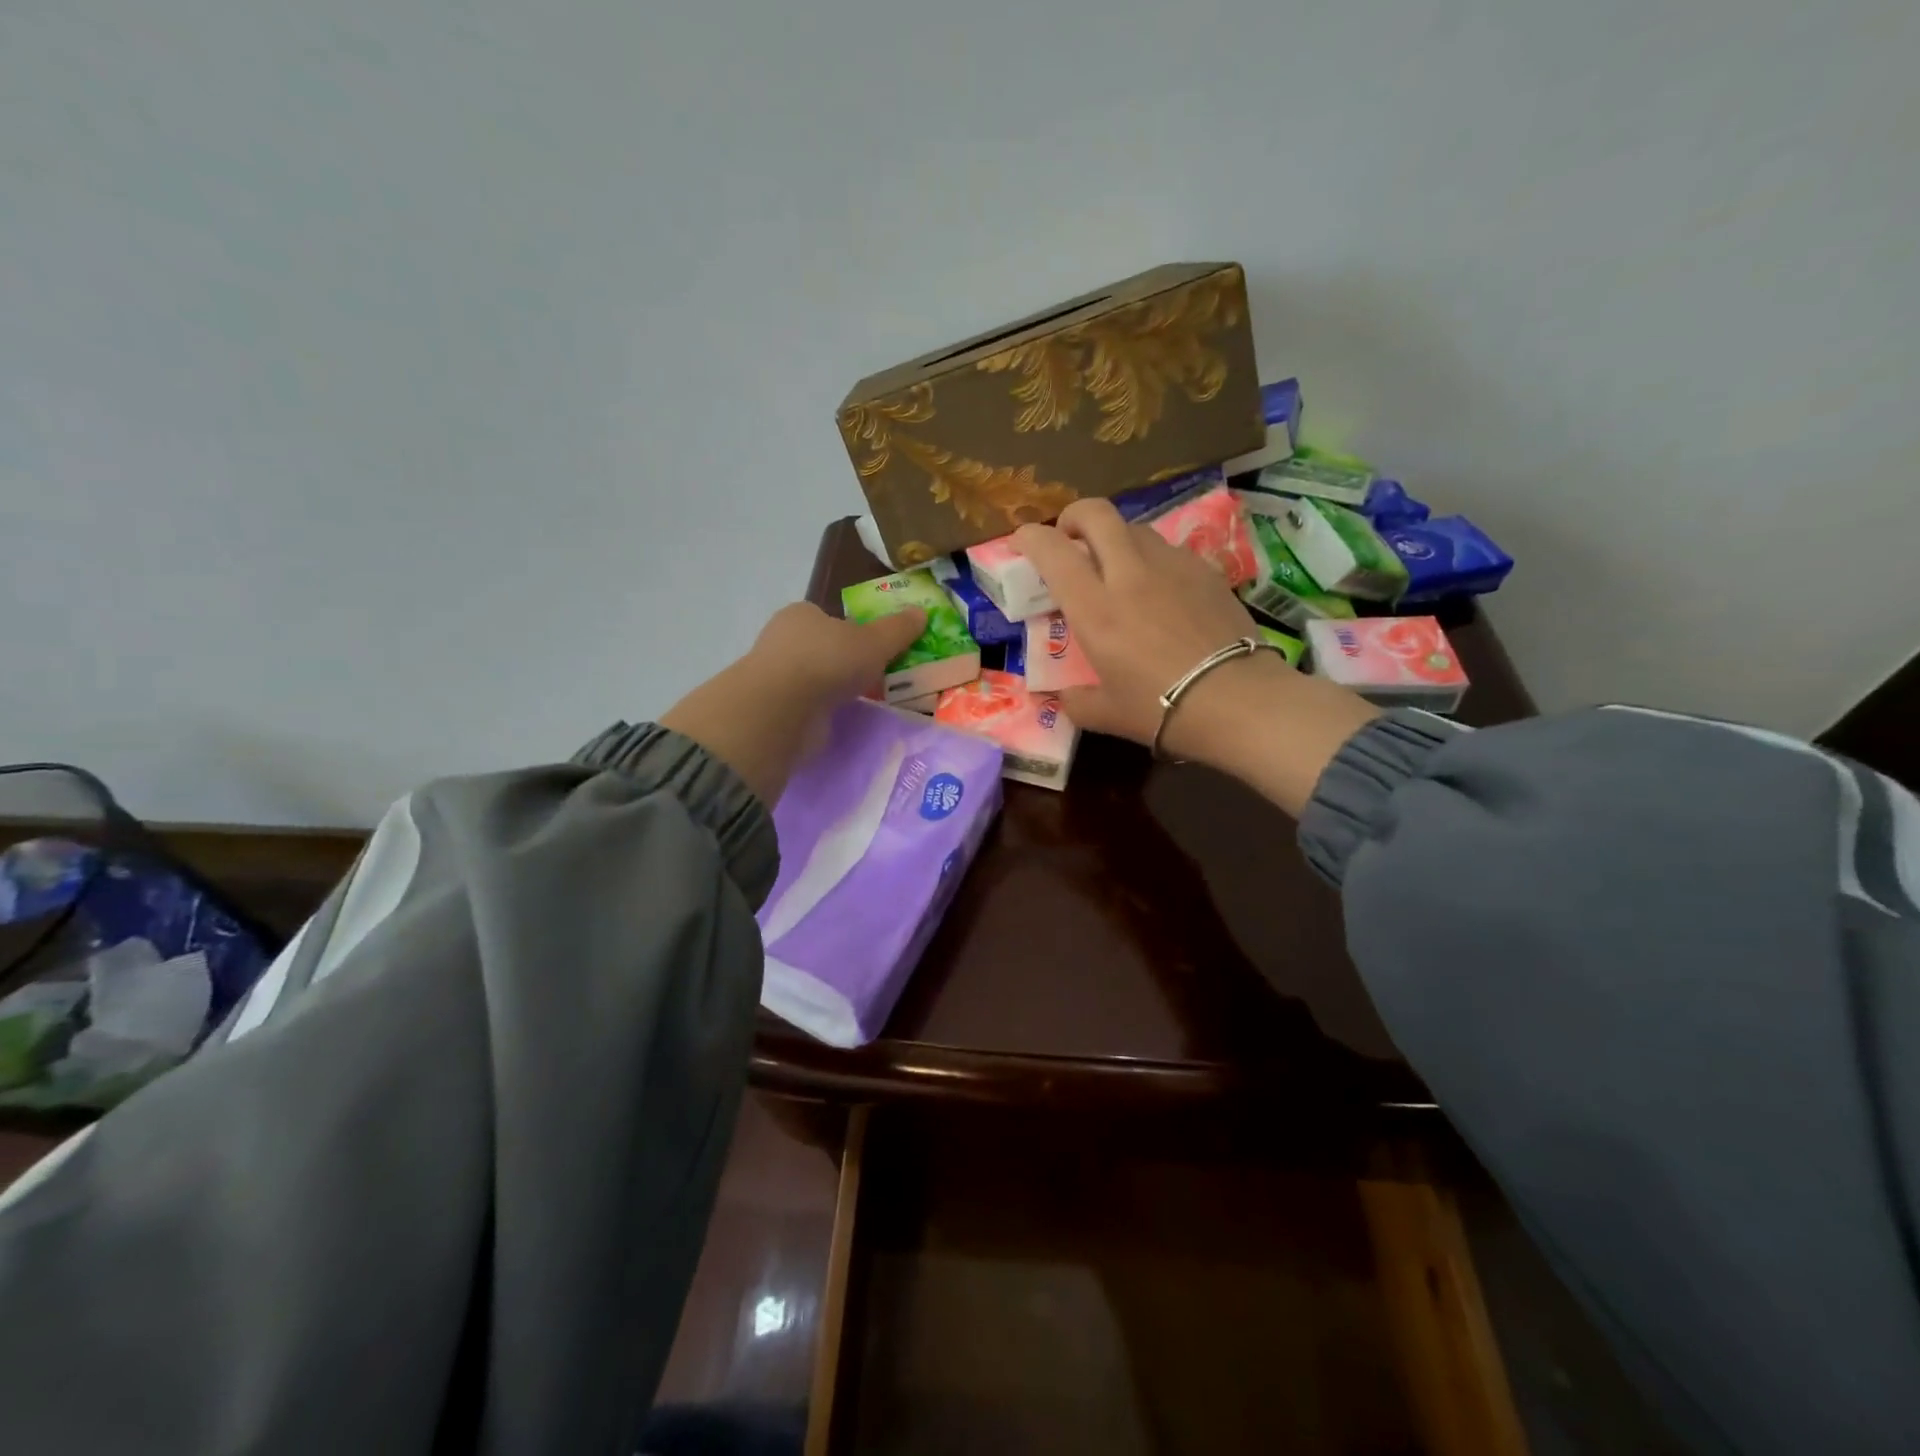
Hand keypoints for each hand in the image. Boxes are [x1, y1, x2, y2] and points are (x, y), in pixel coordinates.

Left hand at [661, 602, 925, 806]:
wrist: (783, 710)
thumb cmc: (828, 661)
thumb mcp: (874, 642)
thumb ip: (897, 630)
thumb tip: (921, 613)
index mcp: (801, 614)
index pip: (828, 618)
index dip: (852, 631)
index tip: (874, 649)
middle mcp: (783, 641)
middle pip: (821, 649)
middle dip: (844, 663)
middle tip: (875, 677)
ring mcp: (776, 678)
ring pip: (813, 680)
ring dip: (833, 691)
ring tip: (865, 702)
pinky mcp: (775, 712)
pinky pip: (806, 709)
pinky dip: (822, 714)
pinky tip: (841, 721)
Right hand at [1014, 499, 1378, 815]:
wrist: (1237, 701)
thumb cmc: (1161, 709)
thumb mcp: (1104, 714)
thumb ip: (1074, 700)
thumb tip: (1062, 695)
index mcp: (1095, 607)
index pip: (1053, 550)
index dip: (1031, 537)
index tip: (1024, 541)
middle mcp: (1129, 573)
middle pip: (1096, 513)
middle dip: (1074, 516)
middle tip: (1070, 538)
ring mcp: (1171, 565)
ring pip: (1134, 527)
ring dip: (1115, 538)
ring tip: (1116, 566)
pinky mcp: (1206, 570)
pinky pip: (1169, 549)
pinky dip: (1152, 559)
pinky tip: (1160, 588)